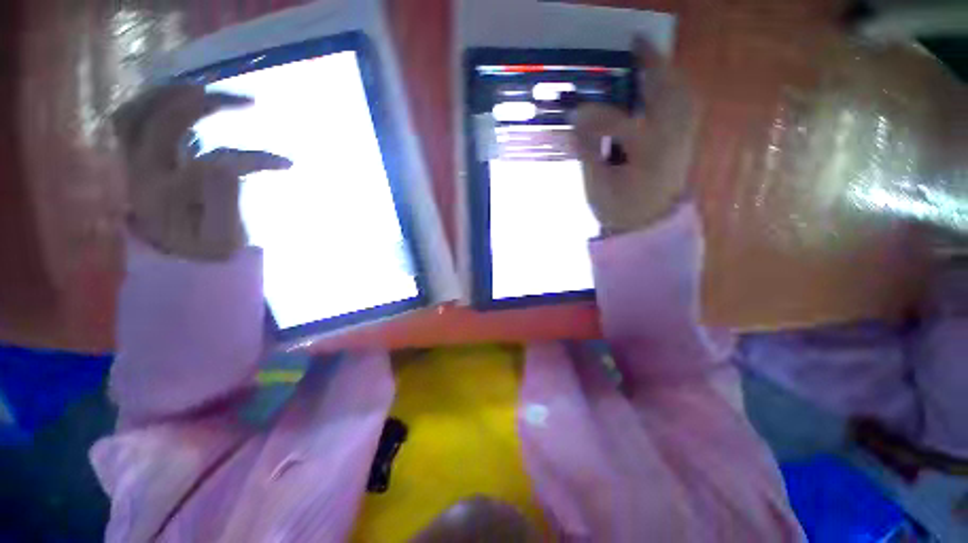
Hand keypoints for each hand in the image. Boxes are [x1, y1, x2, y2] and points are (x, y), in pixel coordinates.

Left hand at [113, 85, 291, 260]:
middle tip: (249, 102)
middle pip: (166, 124)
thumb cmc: (203, 248)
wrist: (172, 254)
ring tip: (211, 87)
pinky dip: (153, 99)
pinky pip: (131, 116)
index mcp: (167, 198)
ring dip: (175, 93)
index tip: (288, 164)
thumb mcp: (223, 240)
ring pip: (139, 112)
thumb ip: (224, 205)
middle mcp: (142, 173)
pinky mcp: (133, 155)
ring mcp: (133, 161)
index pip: (211, 166)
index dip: (253, 160)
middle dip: (209, 106)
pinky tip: (180, 94)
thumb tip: (228, 166)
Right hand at [572, 38, 697, 234]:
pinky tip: (663, 85)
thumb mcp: (598, 187)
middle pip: (668, 93)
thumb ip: (589, 153)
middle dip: (653, 65)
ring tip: (650, 58)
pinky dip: (676, 89)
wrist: (647, 227)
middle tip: (635, 44)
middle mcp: (672, 141)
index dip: (596, 116)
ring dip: (667, 72)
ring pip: (682, 95)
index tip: (575, 112)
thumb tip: (576, 124)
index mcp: (648, 156)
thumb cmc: (620, 210)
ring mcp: (683, 140)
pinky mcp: (684, 142)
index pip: (623, 124)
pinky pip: (686, 106)